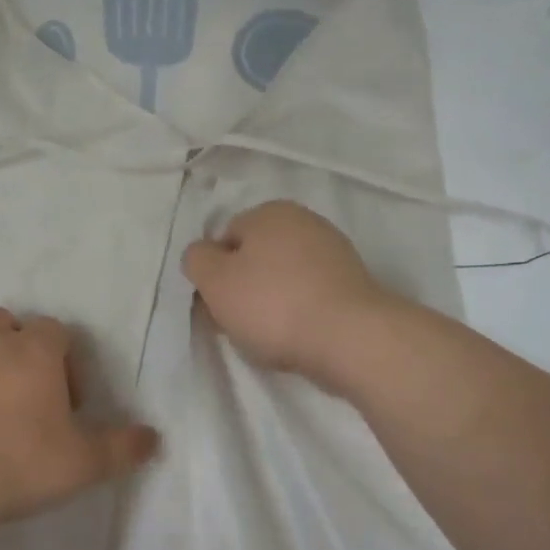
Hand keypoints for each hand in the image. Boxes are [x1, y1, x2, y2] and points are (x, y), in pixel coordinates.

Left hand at [0, 309, 159, 525]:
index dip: (66, 361)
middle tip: (22, 393)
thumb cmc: (20, 462)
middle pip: (4, 323)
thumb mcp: (85, 462)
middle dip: (15, 348)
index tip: (67, 402)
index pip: (56, 331)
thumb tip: (153, 438)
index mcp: (32, 349)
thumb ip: (123, 447)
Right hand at [182, 201, 395, 387]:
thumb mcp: (215, 281)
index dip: (213, 273)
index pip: (224, 238)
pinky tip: (296, 335)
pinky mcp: (352, 284)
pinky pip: (309, 295)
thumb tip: (202, 254)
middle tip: (237, 322)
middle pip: (255, 257)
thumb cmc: (272, 305)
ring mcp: (333, 252)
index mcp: (269, 212)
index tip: (215, 305)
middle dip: (242, 288)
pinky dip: (298, 312)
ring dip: (270, 302)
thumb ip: (197, 260)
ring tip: (268, 334)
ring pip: (282, 277)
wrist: (349, 338)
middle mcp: (304, 221)